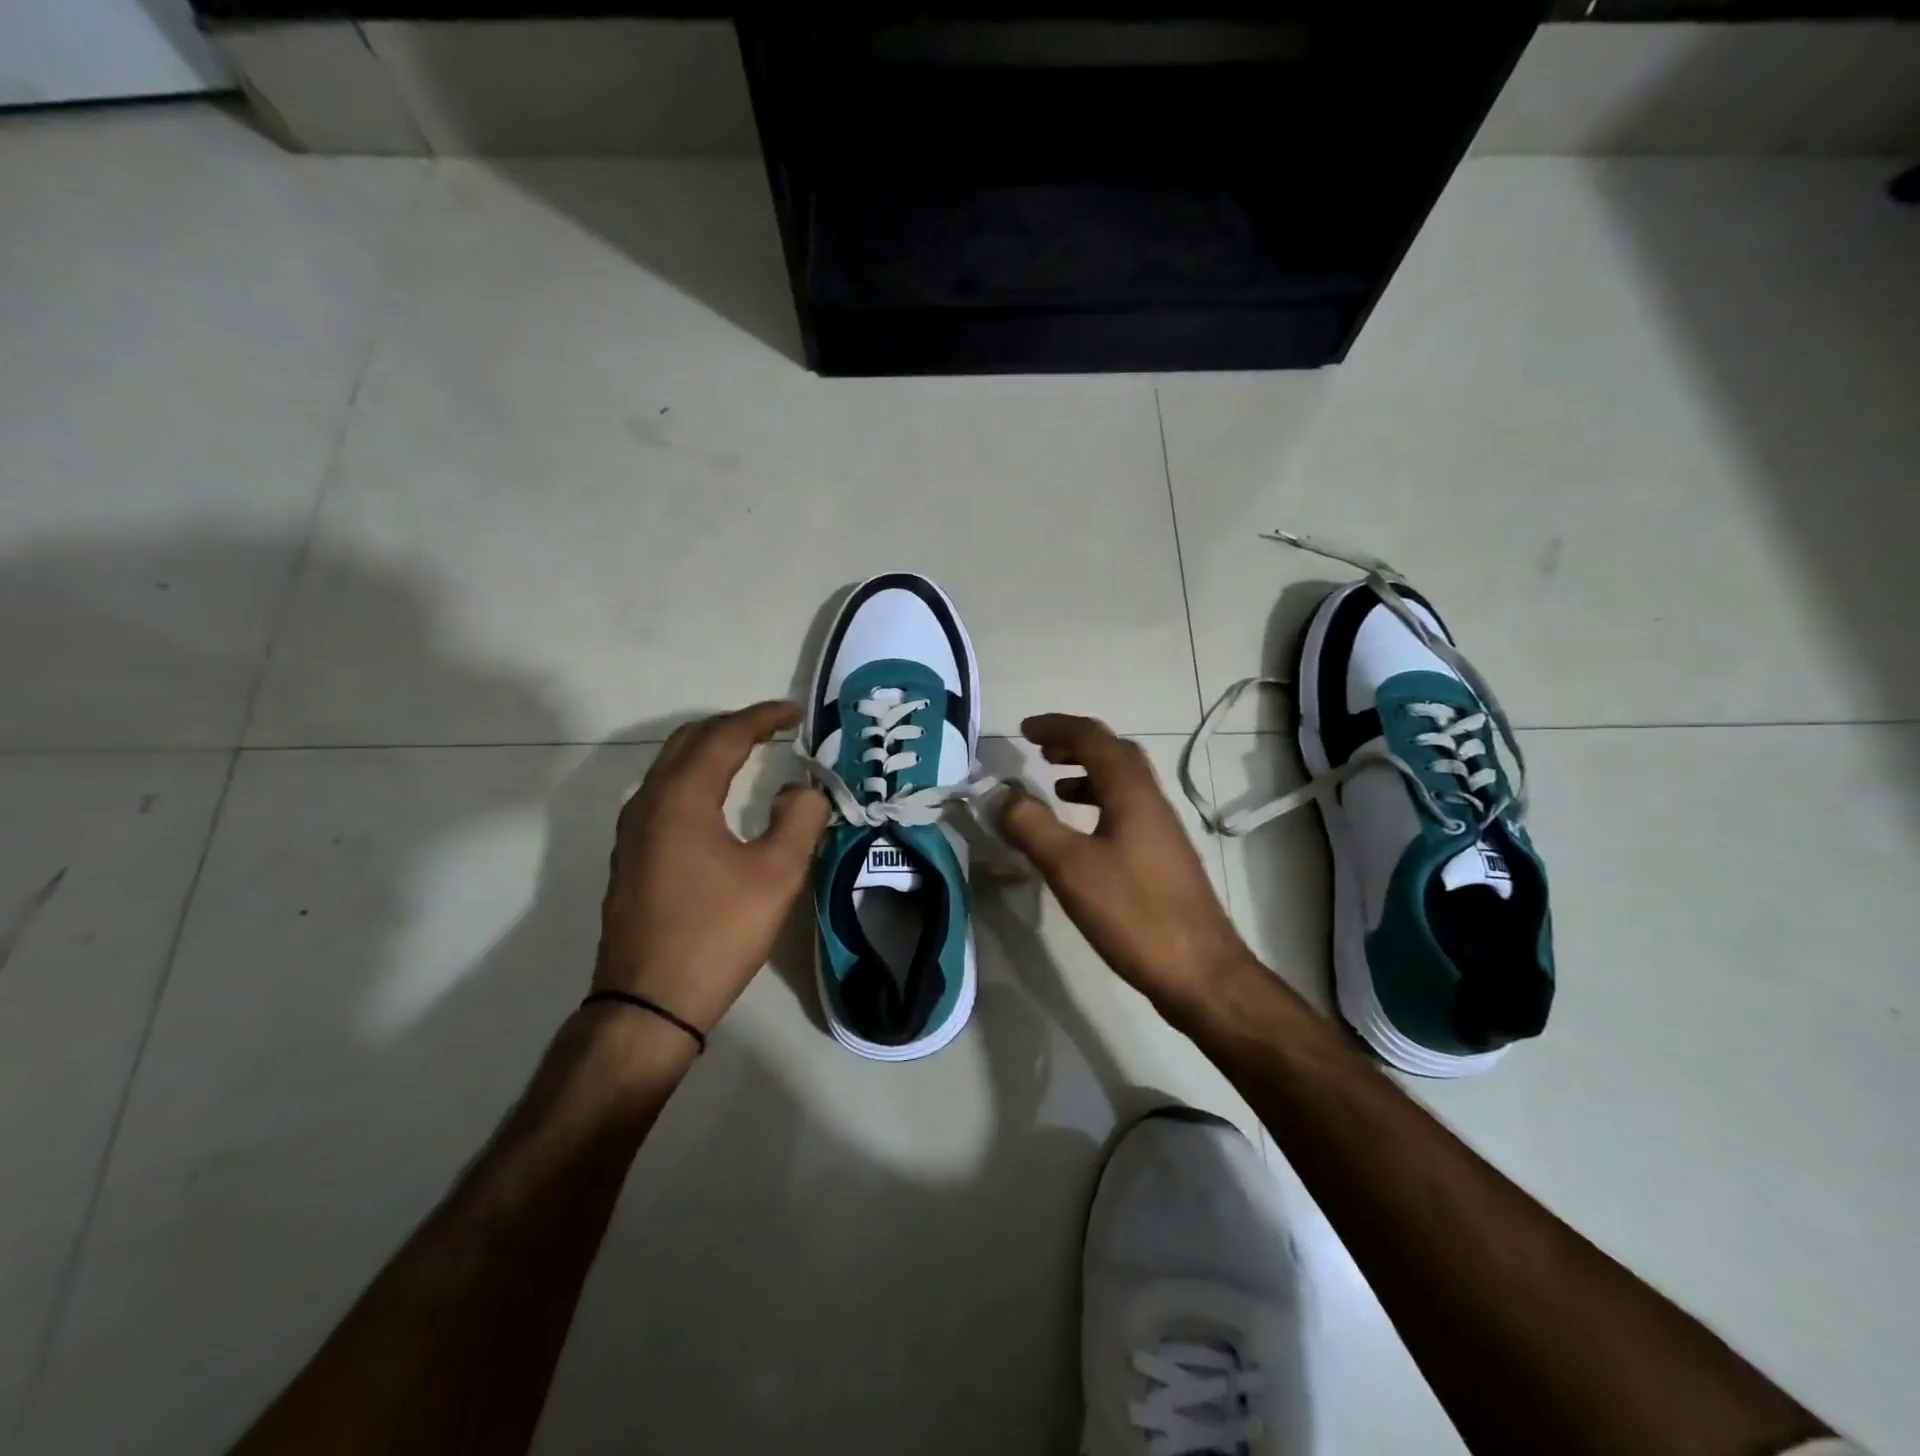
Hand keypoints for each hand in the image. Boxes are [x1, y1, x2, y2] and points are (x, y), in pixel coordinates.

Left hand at [593, 701, 830, 1035]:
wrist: (649, 1003)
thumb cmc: (717, 933)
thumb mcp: (777, 874)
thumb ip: (800, 819)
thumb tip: (804, 789)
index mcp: (681, 798)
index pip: (724, 735)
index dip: (763, 717)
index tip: (796, 714)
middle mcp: (649, 802)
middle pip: (690, 741)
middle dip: (734, 726)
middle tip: (775, 728)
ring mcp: (633, 831)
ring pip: (672, 767)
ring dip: (712, 750)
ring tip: (751, 753)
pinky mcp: (632, 857)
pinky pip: (665, 794)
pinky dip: (697, 778)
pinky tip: (718, 800)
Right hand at [999, 713, 1253, 1019]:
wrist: (1201, 972)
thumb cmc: (1134, 913)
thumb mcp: (1070, 867)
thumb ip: (1030, 825)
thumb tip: (997, 793)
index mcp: (1131, 793)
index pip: (1093, 738)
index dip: (1057, 727)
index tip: (1023, 730)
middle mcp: (1151, 802)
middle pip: (1115, 754)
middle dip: (1076, 745)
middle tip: (1041, 752)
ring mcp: (1162, 831)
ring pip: (1124, 784)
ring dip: (1088, 775)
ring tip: (1056, 789)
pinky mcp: (1163, 859)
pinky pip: (1127, 812)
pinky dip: (1099, 806)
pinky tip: (1082, 838)